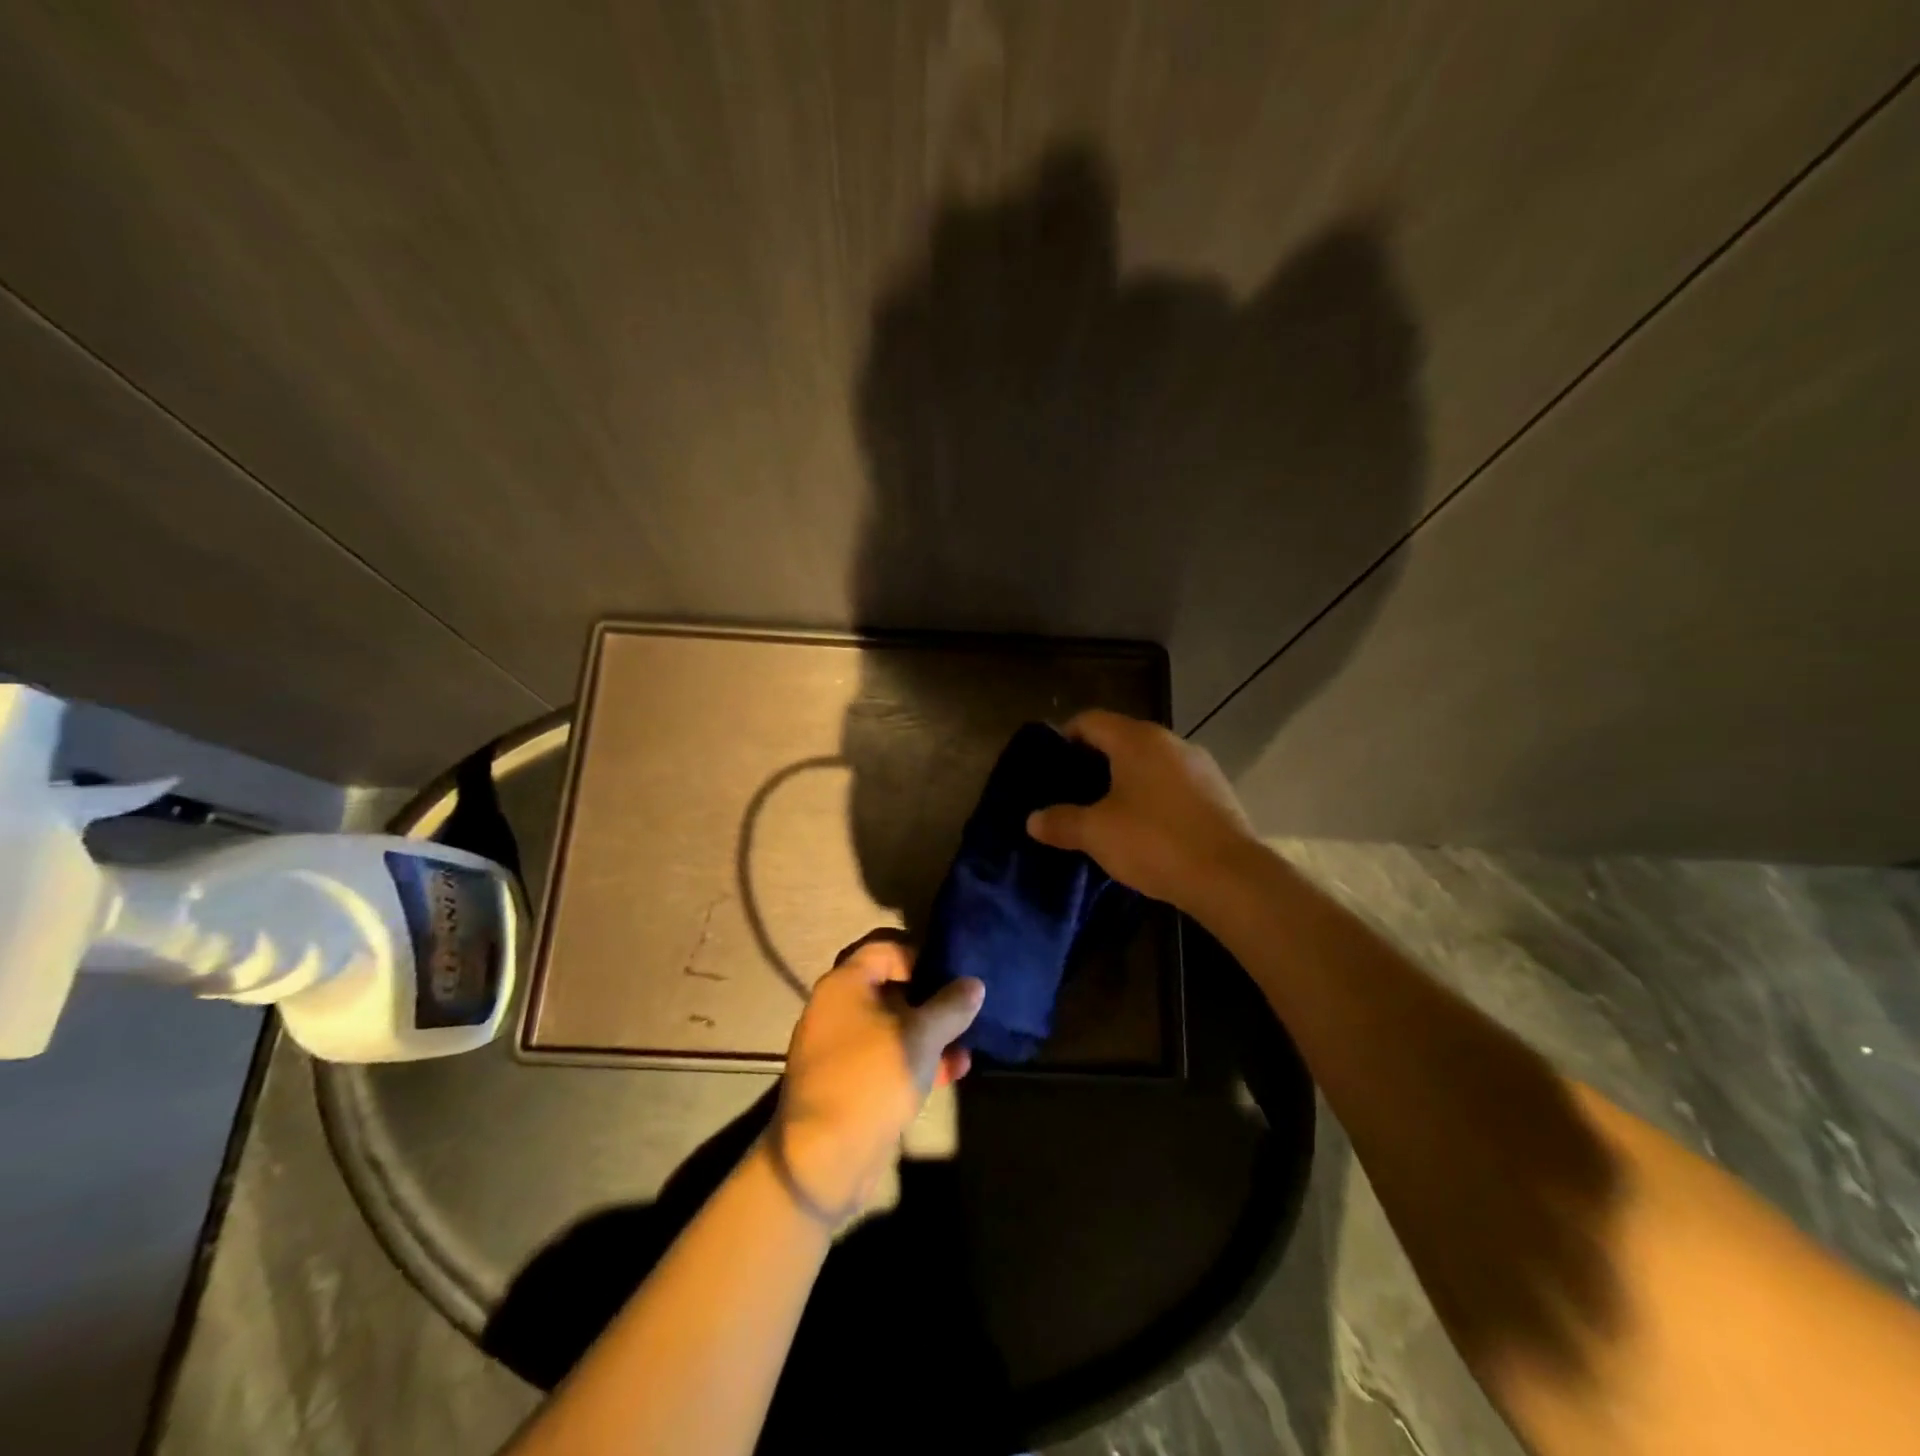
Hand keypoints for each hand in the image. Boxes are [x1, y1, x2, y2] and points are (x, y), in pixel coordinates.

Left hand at [772, 933, 983, 1221]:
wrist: (824, 1158)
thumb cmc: (873, 1078)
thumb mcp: (922, 1037)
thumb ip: (951, 1007)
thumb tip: (974, 984)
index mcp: (844, 984)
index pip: (884, 948)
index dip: (920, 954)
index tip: (951, 973)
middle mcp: (835, 1007)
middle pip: (889, 987)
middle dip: (930, 999)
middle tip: (961, 1009)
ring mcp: (837, 1046)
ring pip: (890, 1026)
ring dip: (927, 1033)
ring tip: (963, 1047)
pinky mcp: (844, 1081)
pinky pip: (883, 1056)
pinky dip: (913, 1058)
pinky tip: (949, 1073)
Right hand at [1025, 709, 1257, 912]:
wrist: (1231, 877)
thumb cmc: (1155, 842)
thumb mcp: (1097, 833)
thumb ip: (1061, 822)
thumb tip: (1033, 820)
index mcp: (1137, 739)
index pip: (1090, 720)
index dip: (1064, 737)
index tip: (1050, 765)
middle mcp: (1170, 742)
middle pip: (1121, 739)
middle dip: (1094, 762)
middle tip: (1072, 792)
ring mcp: (1200, 766)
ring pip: (1150, 763)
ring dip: (1126, 781)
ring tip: (1106, 813)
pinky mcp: (1218, 792)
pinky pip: (1173, 784)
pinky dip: (1153, 796)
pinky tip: (1145, 828)